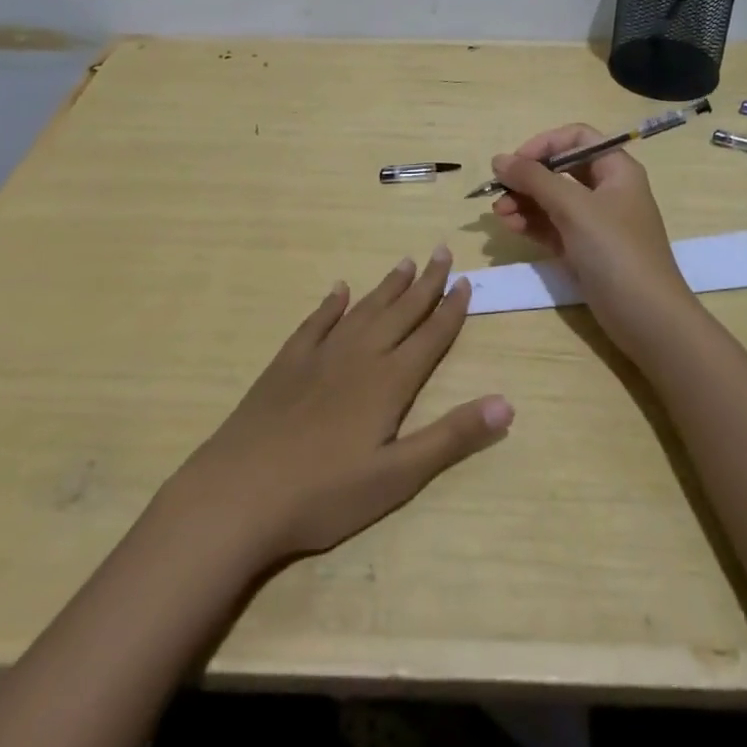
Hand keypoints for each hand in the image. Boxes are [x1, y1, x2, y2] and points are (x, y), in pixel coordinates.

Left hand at [170, 248, 511, 566]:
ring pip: (363, 310)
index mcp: (389, 382)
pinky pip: (316, 322)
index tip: (466, 281)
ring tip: (405, 262)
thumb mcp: (398, 477)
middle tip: (443, 251)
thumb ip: (451, 437)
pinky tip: (339, 290)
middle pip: (400, 312)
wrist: (239, 492)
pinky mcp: (286, 363)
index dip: (450, 310)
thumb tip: (507, 402)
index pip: (429, 337)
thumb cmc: (324, 494)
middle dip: (425, 283)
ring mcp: (319, 356)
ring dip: (387, 287)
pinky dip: (331, 304)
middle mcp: (359, 356)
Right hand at [489, 124, 699, 350]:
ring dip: (523, 202)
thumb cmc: (616, 251)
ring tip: (499, 215)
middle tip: (498, 191)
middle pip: (560, 169)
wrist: (648, 318)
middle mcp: (606, 191)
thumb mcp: (574, 208)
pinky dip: (531, 224)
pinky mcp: (584, 250)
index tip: (517, 162)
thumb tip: (499, 159)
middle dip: (527, 178)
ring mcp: (595, 222)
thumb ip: (534, 179)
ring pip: (552, 200)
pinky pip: (552, 226)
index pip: (577, 138)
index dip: (545, 144)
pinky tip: (511, 227)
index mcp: (616, 170)